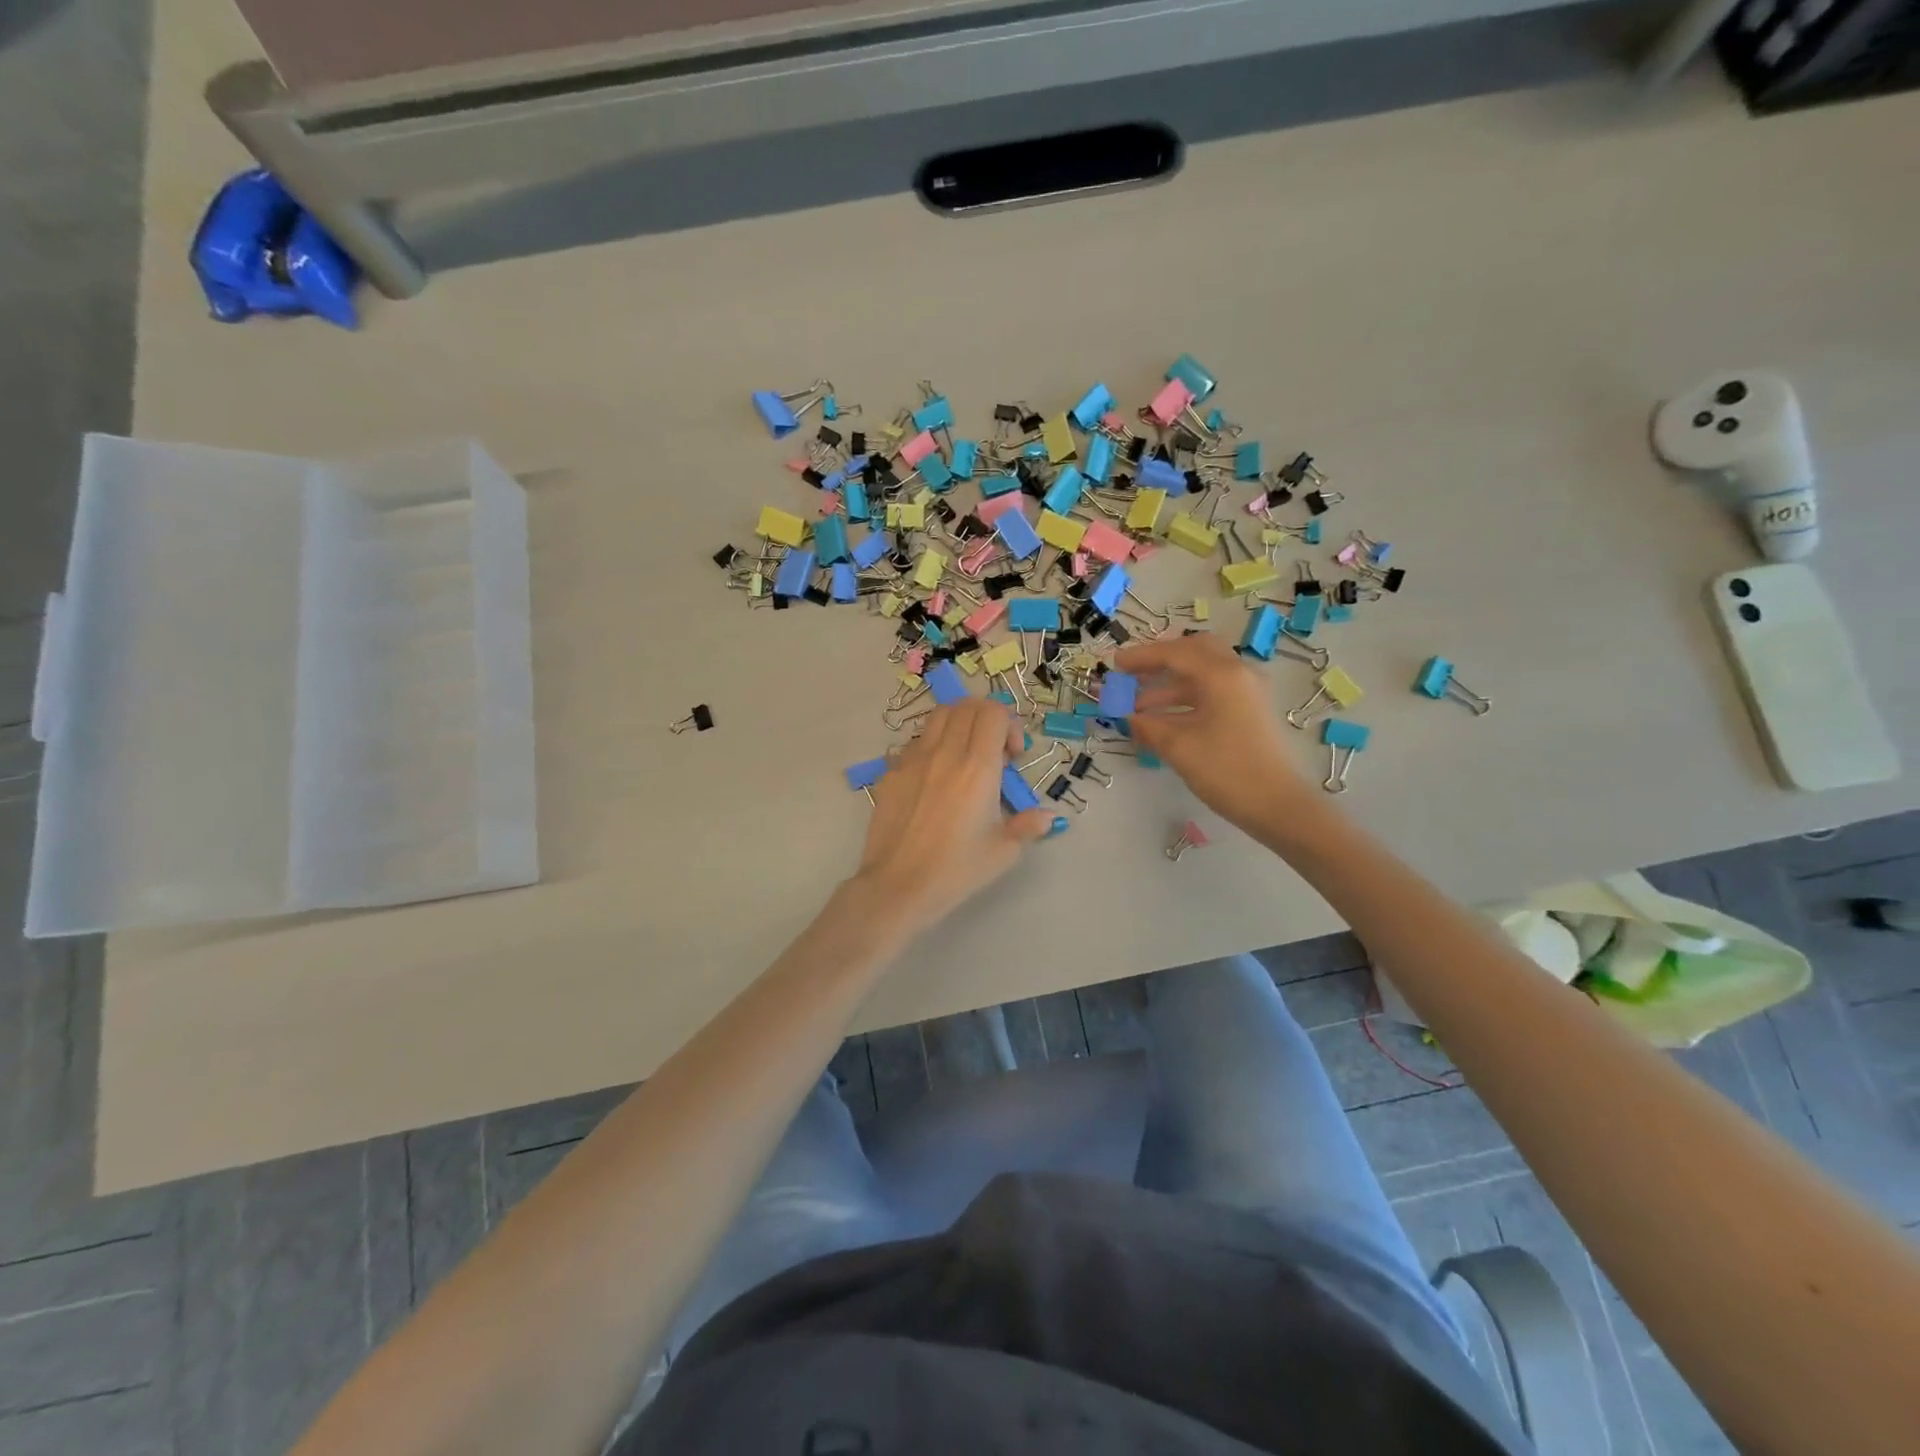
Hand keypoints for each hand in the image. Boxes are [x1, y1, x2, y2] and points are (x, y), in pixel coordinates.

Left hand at [850, 698, 1054, 936]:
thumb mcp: (1003, 852)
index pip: (993, 712)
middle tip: (992, 751)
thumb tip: (1047, 816)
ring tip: (963, 756)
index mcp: (977, 768)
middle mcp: (944, 753)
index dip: (1008, 724)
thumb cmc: (956, 870)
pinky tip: (933, 778)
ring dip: (957, 725)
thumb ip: (1028, 826)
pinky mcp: (890, 772)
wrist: (898, 886)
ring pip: (937, 716)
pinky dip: (931, 746)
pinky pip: (914, 743)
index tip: (1012, 756)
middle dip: (985, 719)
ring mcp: (912, 759)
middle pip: (966, 706)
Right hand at [1117, 634, 1315, 833]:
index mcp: (1222, 674)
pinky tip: (1161, 719)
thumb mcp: (1178, 747)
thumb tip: (1126, 715)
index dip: (1140, 657)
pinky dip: (1184, 699)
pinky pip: (1211, 692)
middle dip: (1159, 661)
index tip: (1113, 665)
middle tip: (1131, 674)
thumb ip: (1147, 725)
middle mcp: (1238, 674)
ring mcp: (1247, 692)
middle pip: (1193, 652)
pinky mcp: (1249, 711)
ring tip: (1136, 706)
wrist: (1279, 806)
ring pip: (1202, 674)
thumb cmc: (1227, 771)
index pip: (1174, 653)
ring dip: (1168, 684)